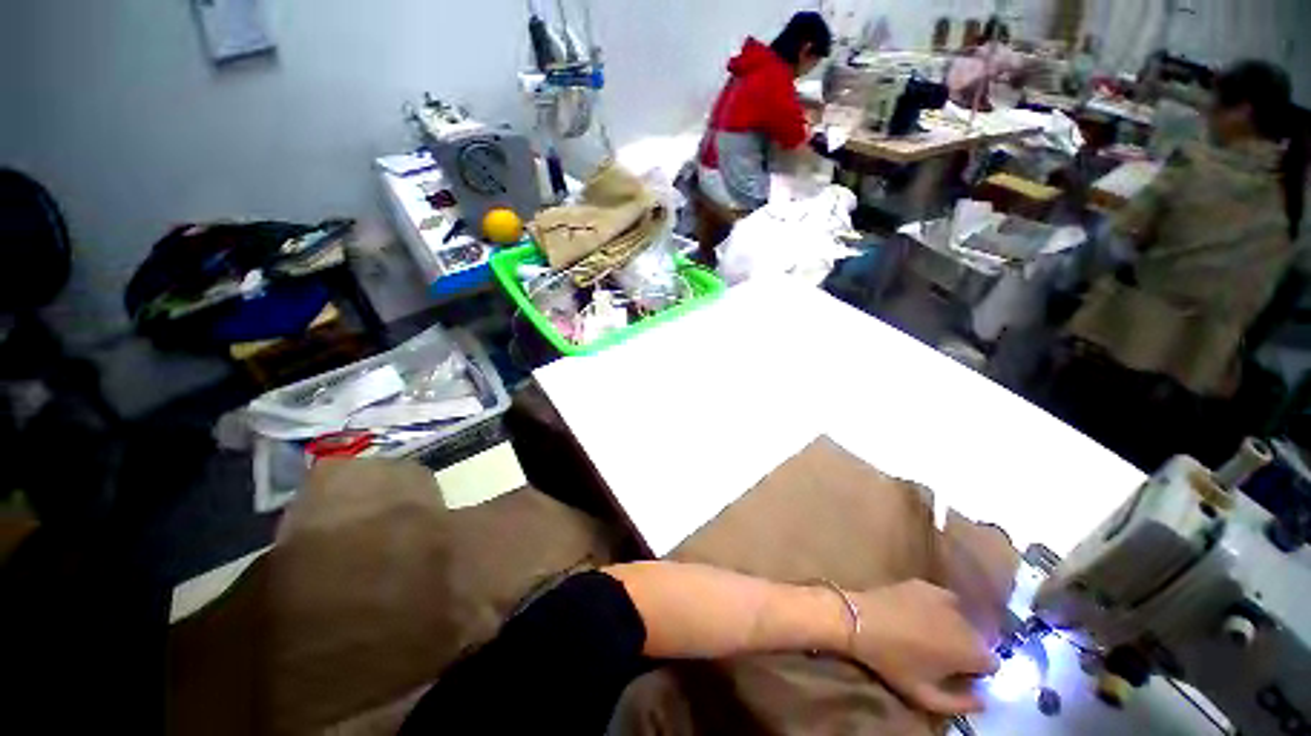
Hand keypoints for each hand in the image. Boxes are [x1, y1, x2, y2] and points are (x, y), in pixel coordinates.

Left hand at [849, 580, 997, 714]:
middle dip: (967, 648)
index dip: (978, 670)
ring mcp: (945, 597)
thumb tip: (984, 701)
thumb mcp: (925, 696)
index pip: (992, 663)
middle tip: (944, 654)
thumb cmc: (893, 661)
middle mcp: (965, 621)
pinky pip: (943, 599)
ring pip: (963, 617)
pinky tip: (921, 614)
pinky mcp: (925, 584)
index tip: (961, 674)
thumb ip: (961, 705)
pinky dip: (939, 608)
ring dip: (954, 627)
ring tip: (931, 634)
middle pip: (979, 638)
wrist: (860, 620)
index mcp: (969, 651)